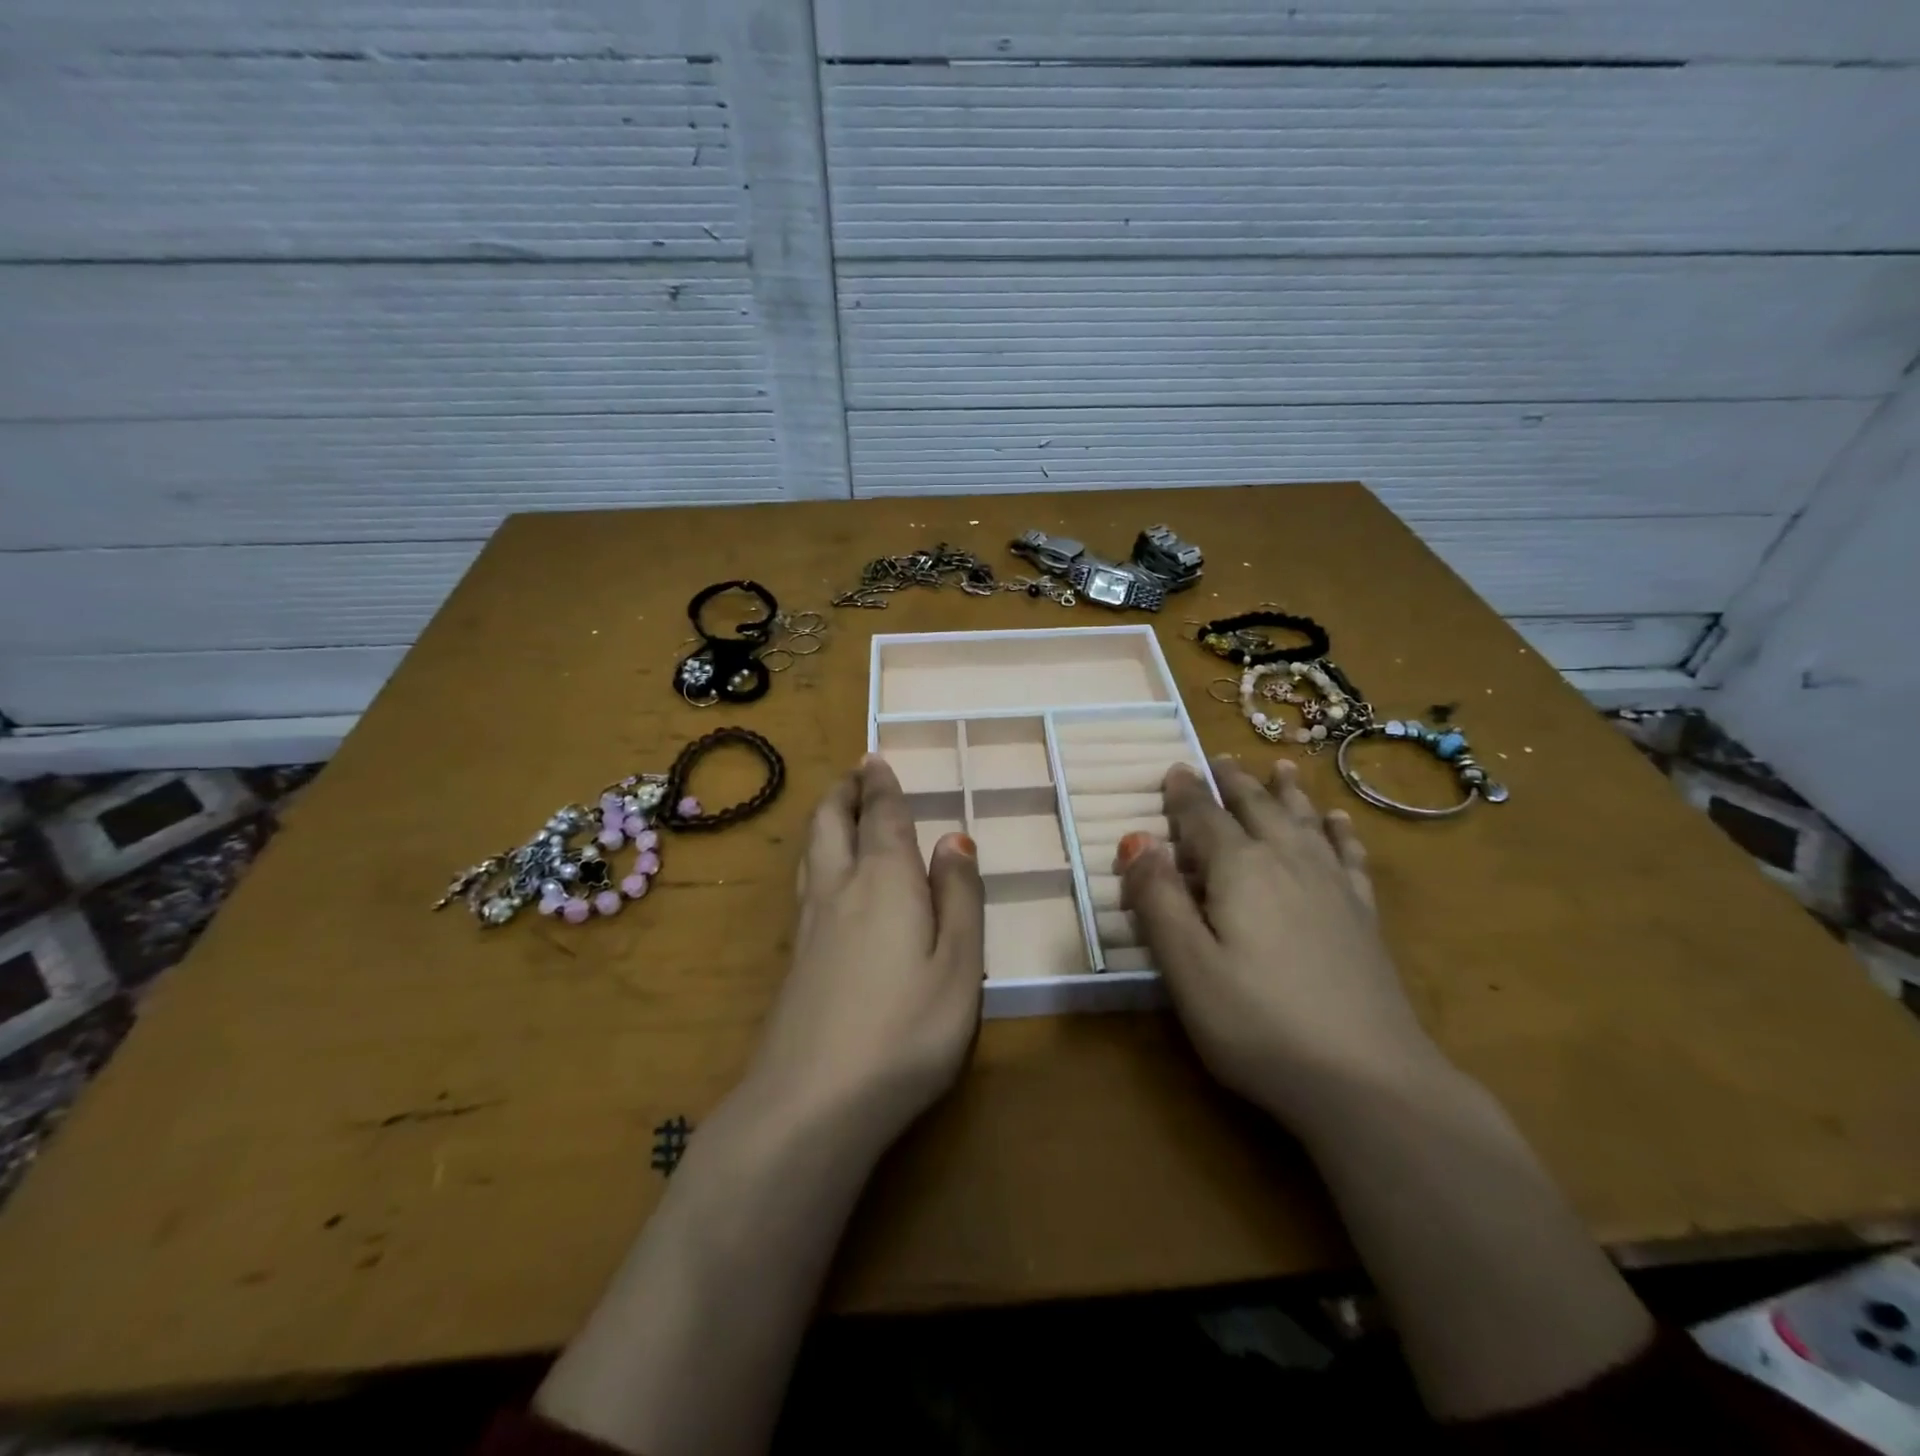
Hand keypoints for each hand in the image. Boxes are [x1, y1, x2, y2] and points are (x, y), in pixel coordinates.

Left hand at [745, 756, 984, 1142]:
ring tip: (838, 810)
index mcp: (884, 880)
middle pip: (831, 822)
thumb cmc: (906, 1028)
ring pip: (811, 850)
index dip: (881, 784)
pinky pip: (805, 882)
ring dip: (824, 819)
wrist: (813, 1101)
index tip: (875, 758)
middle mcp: (839, 888)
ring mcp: (809, 924)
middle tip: (855, 774)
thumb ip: (960, 897)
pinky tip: (824, 877)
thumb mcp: (959, 964)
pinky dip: (816, 856)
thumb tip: (955, 839)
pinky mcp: (794, 958)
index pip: (882, 816)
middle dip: (844, 791)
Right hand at [1116, 757, 1446, 1126]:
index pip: (1204, 817)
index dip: (1185, 792)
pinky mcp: (1363, 917)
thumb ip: (1159, 900)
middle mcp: (1288, 863)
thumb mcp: (1187, 968)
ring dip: (1287, 792)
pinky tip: (1339, 821)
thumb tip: (1137, 841)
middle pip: (1258, 808)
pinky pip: (1348, 856)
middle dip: (1234, 782)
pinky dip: (1339, 832)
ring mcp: (1333, 888)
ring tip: (1281, 767)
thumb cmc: (1259, 1025)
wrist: (1370, 1080)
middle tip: (1221, 759)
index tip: (1175, 767)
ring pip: (1305, 822)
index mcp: (1240, 870)